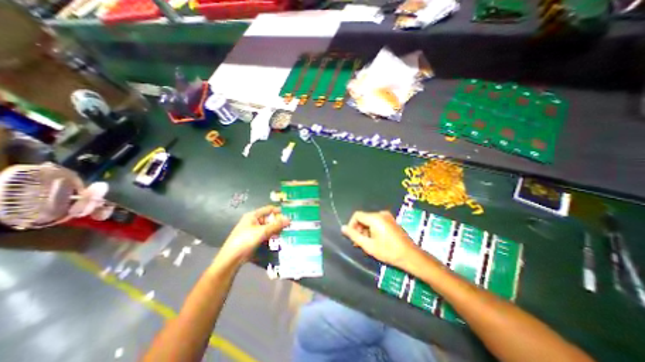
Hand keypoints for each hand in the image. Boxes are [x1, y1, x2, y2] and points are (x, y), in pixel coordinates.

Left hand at [219, 204, 289, 264]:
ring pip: (268, 228)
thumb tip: (289, 219)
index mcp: (253, 215)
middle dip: (279, 222)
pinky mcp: (254, 239)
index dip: (279, 211)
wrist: (231, 258)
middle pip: (269, 219)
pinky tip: (278, 240)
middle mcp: (253, 221)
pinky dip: (272, 236)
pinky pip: (265, 235)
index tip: (289, 214)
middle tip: (290, 226)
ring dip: (276, 230)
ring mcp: (253, 230)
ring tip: (286, 233)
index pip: (269, 209)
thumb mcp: (262, 232)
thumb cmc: (245, 240)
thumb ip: (276, 225)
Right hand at [342, 211, 418, 269]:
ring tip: (366, 243)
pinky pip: (377, 222)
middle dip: (358, 229)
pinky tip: (374, 240)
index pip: (357, 215)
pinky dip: (372, 229)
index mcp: (375, 218)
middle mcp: (381, 214)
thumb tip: (343, 228)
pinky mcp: (391, 221)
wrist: (410, 256)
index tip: (352, 237)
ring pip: (369, 220)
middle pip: (363, 218)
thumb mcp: (368, 245)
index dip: (351, 225)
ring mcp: (387, 217)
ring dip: (365, 230)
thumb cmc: (388, 251)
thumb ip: (354, 235)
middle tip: (358, 242)